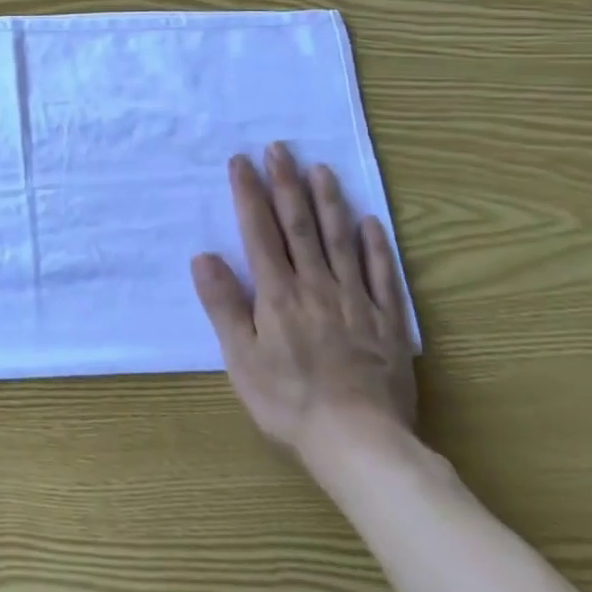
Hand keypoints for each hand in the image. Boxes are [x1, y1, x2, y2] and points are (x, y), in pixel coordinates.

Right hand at [190, 144, 415, 461]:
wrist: (360, 443)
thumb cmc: (289, 402)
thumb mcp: (240, 359)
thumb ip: (223, 305)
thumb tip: (203, 256)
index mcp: (277, 295)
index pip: (260, 232)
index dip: (249, 194)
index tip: (241, 161)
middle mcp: (316, 287)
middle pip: (300, 226)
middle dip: (286, 184)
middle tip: (280, 148)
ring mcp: (355, 302)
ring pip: (340, 241)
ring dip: (329, 202)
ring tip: (321, 169)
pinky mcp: (387, 322)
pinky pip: (382, 275)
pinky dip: (376, 246)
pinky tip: (370, 222)